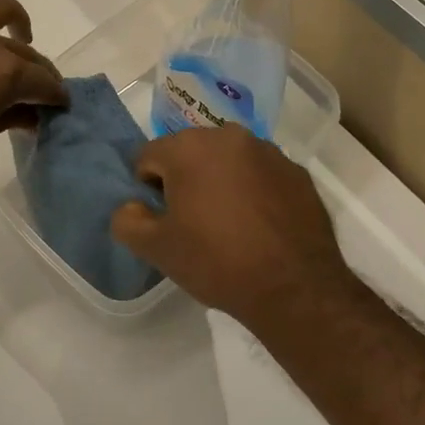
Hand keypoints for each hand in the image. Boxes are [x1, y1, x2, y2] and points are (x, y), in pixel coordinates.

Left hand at [0, 0, 66, 182]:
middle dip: (39, 68)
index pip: (42, 82)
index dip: (55, 94)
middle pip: (23, 51)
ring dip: (11, 18)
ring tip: (15, 34)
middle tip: (41, 86)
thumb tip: (32, 114)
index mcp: (4, 72)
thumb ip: (9, 117)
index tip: (60, 104)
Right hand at [110, 125, 357, 330]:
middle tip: (192, 222)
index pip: (149, 156)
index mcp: (189, 147)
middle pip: (190, 152)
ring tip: (228, 224)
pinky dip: (253, 190)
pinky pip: (261, 174)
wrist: (294, 288)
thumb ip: (127, 221)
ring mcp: (269, 152)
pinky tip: (259, 226)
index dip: (148, 189)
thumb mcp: (157, 249)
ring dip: (220, 181)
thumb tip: (132, 207)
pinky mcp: (297, 172)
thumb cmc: (217, 261)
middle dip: (184, 180)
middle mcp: (229, 136)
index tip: (162, 219)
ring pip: (228, 161)